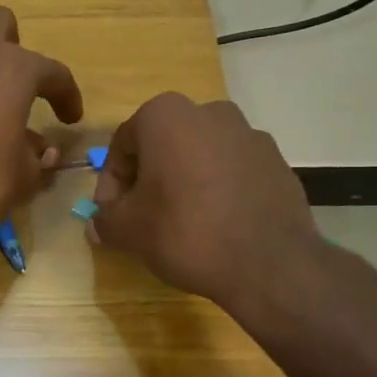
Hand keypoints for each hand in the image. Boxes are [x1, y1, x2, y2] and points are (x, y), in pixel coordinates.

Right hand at [89, 93, 332, 316]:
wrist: (269, 264)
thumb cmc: (184, 232)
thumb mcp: (128, 229)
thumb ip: (105, 218)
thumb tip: (98, 222)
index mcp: (166, 115)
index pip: (123, 145)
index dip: (111, 183)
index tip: (111, 214)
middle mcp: (209, 112)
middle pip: (163, 145)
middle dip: (148, 178)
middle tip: (142, 216)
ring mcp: (249, 135)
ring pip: (200, 156)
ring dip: (184, 181)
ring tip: (182, 223)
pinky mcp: (277, 162)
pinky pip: (233, 171)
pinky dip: (218, 190)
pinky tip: (217, 225)